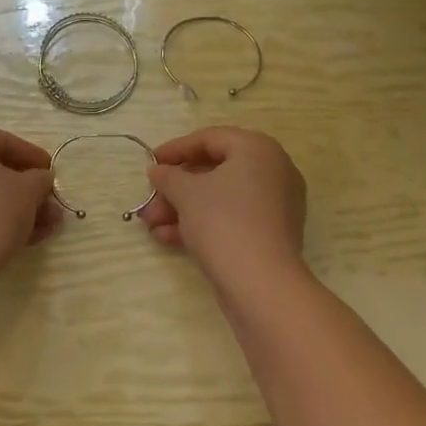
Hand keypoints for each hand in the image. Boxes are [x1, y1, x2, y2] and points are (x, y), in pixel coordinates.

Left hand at [0, 124, 61, 292]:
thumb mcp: (27, 191)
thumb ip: (40, 179)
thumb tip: (42, 178)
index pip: (4, 141)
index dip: (33, 157)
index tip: (53, 173)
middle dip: (27, 190)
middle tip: (51, 204)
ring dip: (16, 209)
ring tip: (47, 227)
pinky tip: (24, 239)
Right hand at [139, 127, 308, 297]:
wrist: (261, 286)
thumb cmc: (223, 222)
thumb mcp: (186, 193)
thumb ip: (168, 176)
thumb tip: (158, 170)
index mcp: (257, 149)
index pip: (210, 139)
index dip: (176, 149)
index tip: (151, 163)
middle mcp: (272, 171)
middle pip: (214, 171)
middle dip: (176, 188)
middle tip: (150, 199)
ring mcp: (275, 205)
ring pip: (220, 198)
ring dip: (183, 209)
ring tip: (151, 225)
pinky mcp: (270, 235)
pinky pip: (232, 218)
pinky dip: (202, 224)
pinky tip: (168, 238)